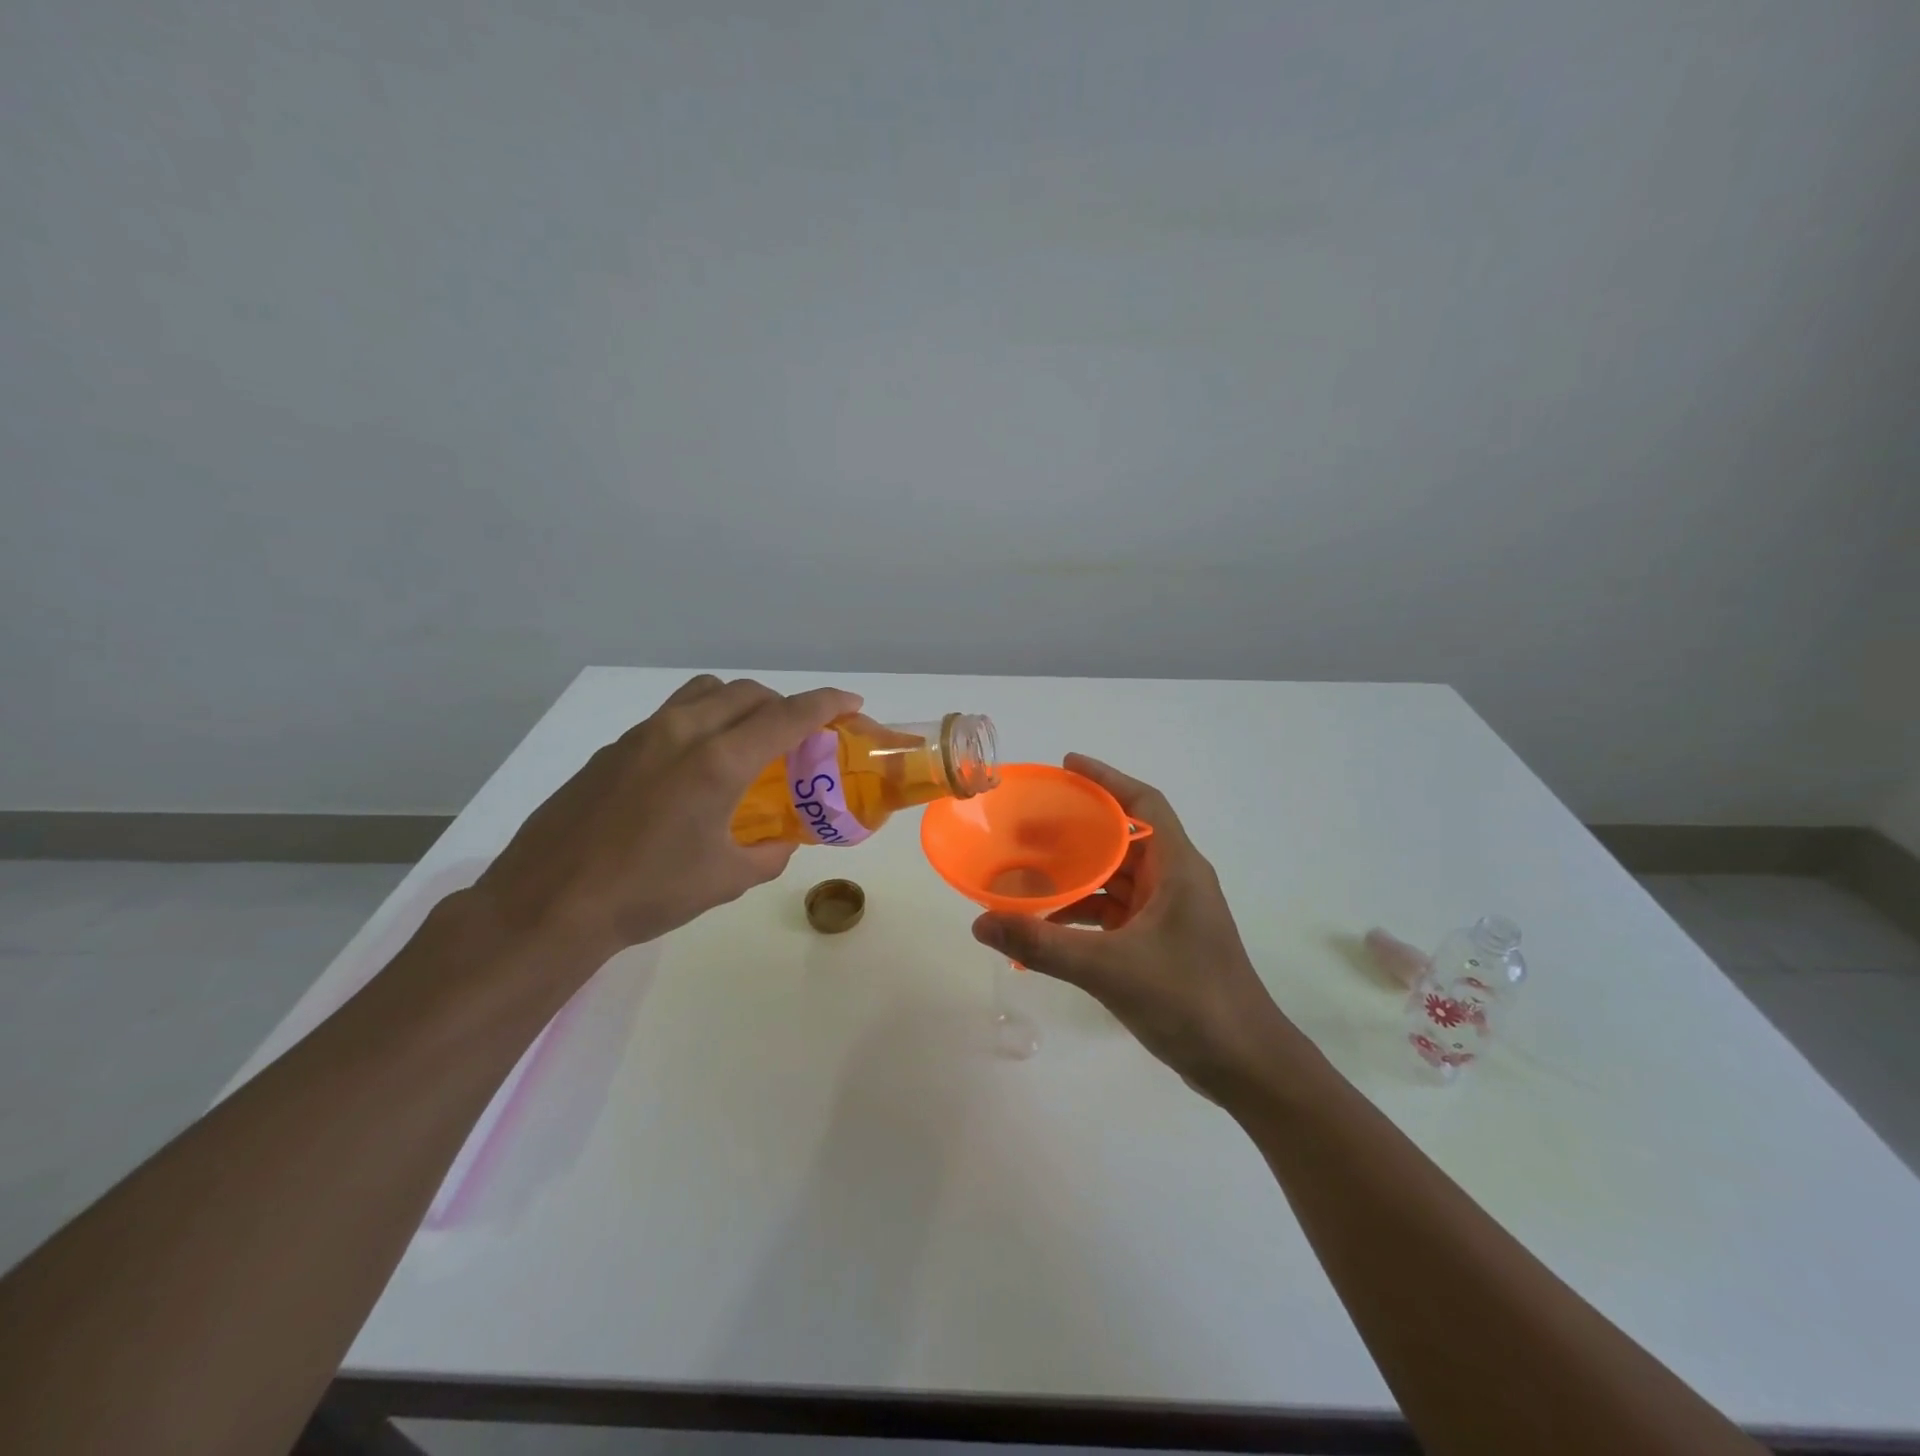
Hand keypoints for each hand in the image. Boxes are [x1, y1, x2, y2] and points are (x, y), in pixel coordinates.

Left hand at [474, 675, 861, 964]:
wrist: (549, 903)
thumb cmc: (648, 893)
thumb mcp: (725, 879)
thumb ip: (768, 853)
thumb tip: (782, 841)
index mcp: (719, 761)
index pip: (787, 715)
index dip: (826, 704)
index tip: (850, 704)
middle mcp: (683, 732)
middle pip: (748, 693)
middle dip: (784, 704)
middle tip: (800, 736)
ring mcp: (643, 734)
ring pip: (706, 692)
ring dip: (740, 704)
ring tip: (748, 740)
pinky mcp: (615, 747)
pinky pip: (673, 714)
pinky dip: (703, 721)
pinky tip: (695, 768)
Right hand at [971, 754, 1295, 1101]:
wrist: (1245, 1066)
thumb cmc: (1188, 1000)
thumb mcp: (1108, 968)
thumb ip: (1043, 945)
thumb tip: (981, 923)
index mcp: (1177, 868)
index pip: (1143, 803)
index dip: (1106, 779)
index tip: (1066, 766)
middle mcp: (1176, 881)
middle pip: (1123, 839)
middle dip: (1078, 830)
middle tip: (1028, 825)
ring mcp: (1171, 914)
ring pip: (1117, 879)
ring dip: (1078, 875)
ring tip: (1027, 874)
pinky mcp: (1163, 944)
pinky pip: (1116, 913)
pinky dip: (1084, 913)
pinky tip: (1049, 926)